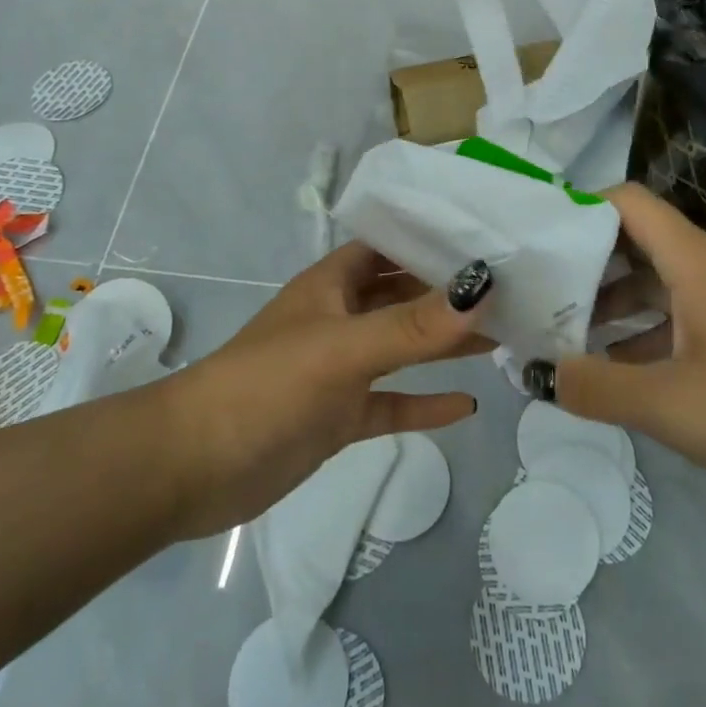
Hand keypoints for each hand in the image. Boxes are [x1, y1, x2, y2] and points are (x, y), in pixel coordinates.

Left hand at [155, 246, 493, 538]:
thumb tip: (482, 289)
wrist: (193, 467)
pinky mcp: (339, 417)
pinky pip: (392, 403)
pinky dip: (424, 403)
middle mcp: (339, 318)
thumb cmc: (266, 386)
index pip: (389, 247)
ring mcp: (340, 370)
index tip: (487, 238)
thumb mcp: (343, 348)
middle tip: (512, 292)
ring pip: (403, 349)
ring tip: (503, 338)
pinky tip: (466, 406)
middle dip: (449, 293)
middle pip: (403, 296)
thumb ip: (413, 325)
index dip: (431, 239)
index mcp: (333, 285)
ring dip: (445, 345)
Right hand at [554, 184, 705, 502]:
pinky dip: (644, 330)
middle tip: (539, 295)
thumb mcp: (673, 406)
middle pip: (634, 241)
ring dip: (612, 303)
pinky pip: (681, 313)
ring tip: (565, 336)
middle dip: (584, 265)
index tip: (537, 243)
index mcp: (693, 261)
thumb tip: (536, 371)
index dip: (578, 210)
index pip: (625, 202)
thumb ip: (596, 387)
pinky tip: (619, 370)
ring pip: (657, 281)